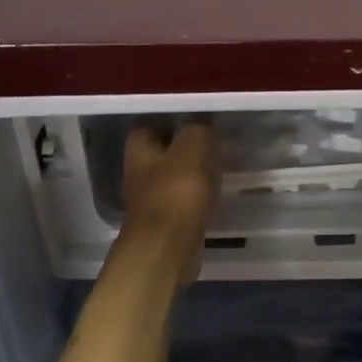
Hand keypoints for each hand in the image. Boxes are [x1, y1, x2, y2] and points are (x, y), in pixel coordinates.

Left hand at [120, 121, 219, 282]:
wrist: (167, 249)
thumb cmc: (176, 192)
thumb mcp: (193, 147)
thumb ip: (198, 128)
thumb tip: (202, 121)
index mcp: (139, 148)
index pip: (150, 121)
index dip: (173, 115)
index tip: (199, 112)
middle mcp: (139, 170)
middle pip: (163, 148)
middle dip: (186, 142)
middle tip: (216, 135)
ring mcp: (151, 196)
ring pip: (176, 173)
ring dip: (195, 168)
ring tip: (222, 160)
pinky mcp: (166, 218)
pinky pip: (185, 196)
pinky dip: (199, 192)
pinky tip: (218, 189)